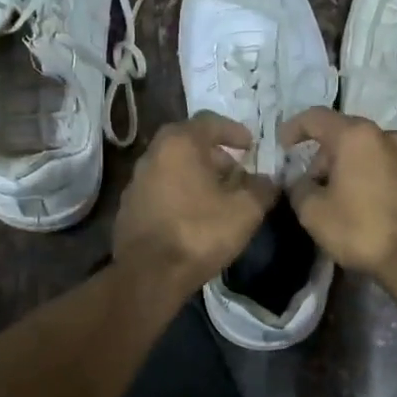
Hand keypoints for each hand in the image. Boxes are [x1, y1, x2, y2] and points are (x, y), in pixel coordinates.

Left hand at [113, 114, 275, 297]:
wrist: (149, 274)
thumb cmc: (199, 232)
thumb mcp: (245, 210)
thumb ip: (262, 188)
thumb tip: (268, 181)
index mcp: (179, 143)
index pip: (210, 122)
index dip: (234, 131)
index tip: (250, 146)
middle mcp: (152, 154)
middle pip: (188, 143)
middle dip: (215, 155)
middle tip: (236, 172)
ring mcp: (136, 181)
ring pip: (173, 167)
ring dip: (196, 175)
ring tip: (218, 196)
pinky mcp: (128, 207)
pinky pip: (161, 190)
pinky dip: (180, 193)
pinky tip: (194, 215)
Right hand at [280, 108, 396, 286]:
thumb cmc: (362, 230)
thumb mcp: (313, 213)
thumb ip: (298, 188)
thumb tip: (301, 181)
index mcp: (356, 137)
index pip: (316, 118)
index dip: (295, 127)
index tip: (284, 144)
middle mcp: (388, 137)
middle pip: (348, 135)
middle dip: (326, 155)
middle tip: (315, 183)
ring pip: (375, 153)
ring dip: (356, 167)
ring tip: (348, 195)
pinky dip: (381, 180)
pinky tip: (377, 206)